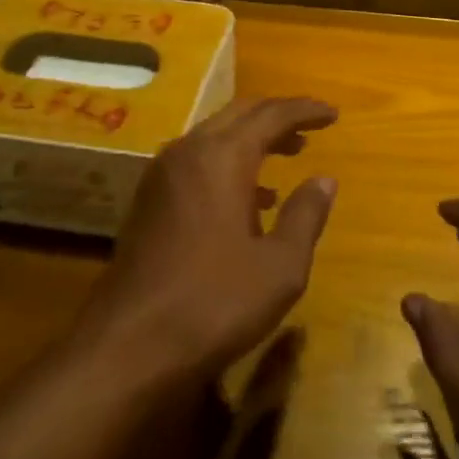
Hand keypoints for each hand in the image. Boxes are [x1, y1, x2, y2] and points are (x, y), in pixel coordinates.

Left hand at [70, 98, 338, 384]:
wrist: (126, 348)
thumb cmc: (213, 303)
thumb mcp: (280, 267)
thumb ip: (306, 215)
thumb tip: (324, 180)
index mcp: (223, 156)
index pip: (272, 114)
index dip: (305, 110)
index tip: (333, 113)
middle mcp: (189, 151)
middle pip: (240, 113)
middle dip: (278, 116)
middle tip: (310, 127)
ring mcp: (163, 175)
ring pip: (216, 134)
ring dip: (253, 137)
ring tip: (288, 154)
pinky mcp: (148, 201)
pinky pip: (197, 160)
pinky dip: (229, 161)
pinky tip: (249, 198)